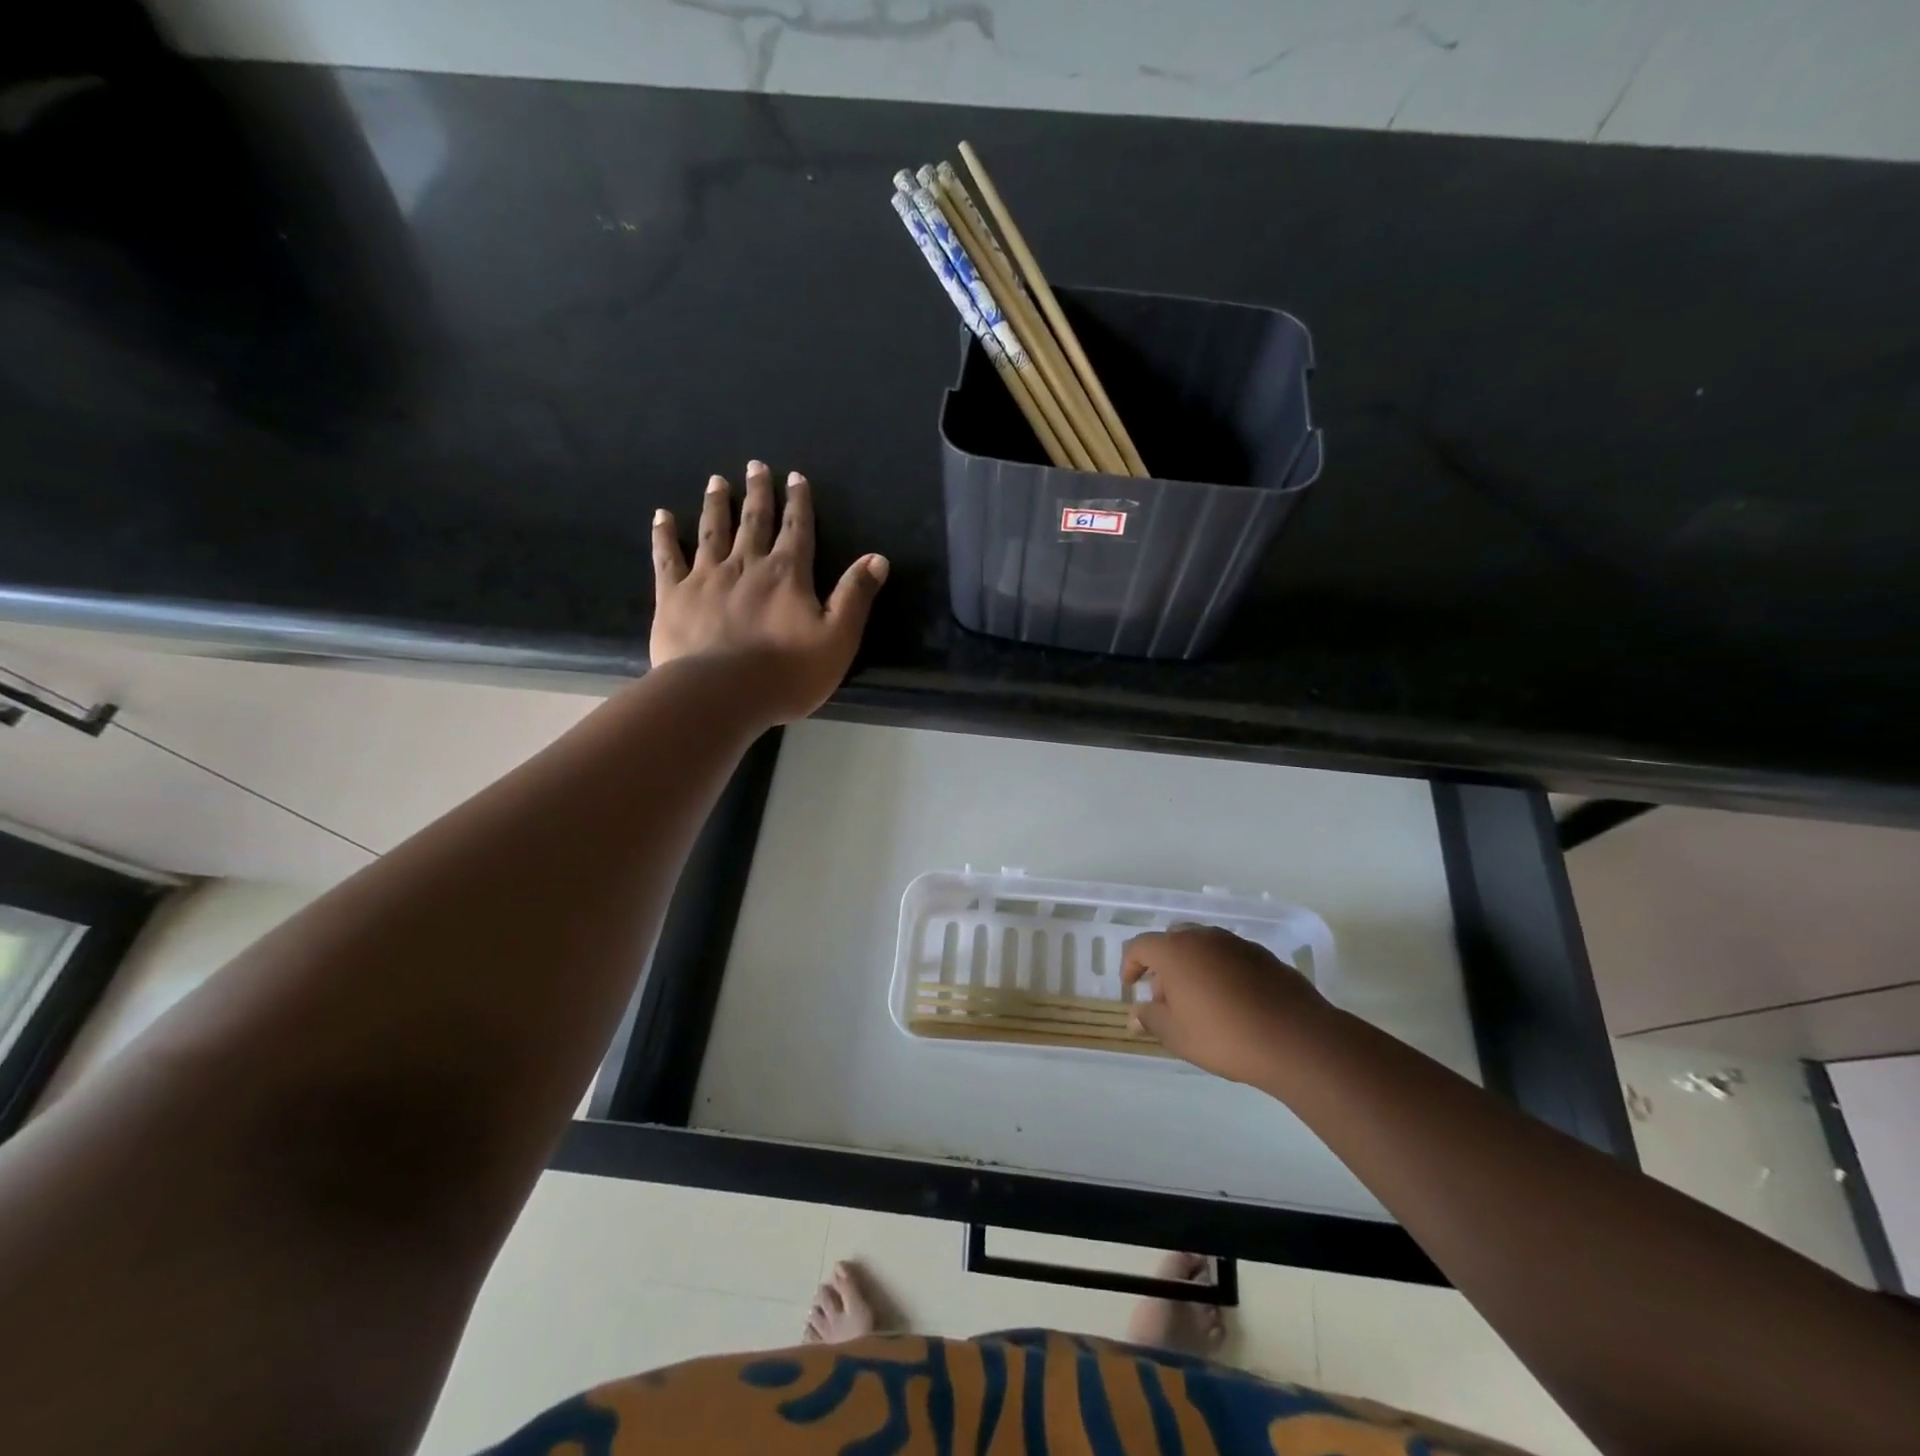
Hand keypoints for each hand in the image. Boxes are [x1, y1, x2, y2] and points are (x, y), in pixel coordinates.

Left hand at [651, 462, 887, 722]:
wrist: (722, 694)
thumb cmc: (787, 673)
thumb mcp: (838, 638)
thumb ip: (855, 596)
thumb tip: (877, 558)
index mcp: (787, 574)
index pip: (797, 529)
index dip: (798, 502)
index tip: (795, 477)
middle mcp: (746, 564)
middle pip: (754, 521)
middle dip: (758, 493)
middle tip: (755, 465)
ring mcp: (706, 577)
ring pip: (713, 531)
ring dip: (716, 504)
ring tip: (717, 481)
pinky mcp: (673, 595)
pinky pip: (667, 557)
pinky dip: (664, 535)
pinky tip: (661, 516)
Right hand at [1122, 925, 1332, 1086]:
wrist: (1297, 1040)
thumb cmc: (1225, 1037)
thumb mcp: (1178, 1036)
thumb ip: (1151, 1019)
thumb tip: (1135, 1014)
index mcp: (1176, 951)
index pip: (1140, 946)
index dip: (1130, 964)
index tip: (1131, 986)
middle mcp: (1204, 937)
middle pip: (1172, 940)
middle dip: (1163, 965)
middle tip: (1165, 998)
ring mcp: (1236, 943)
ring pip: (1203, 946)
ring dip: (1192, 966)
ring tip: (1199, 1002)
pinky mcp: (1264, 955)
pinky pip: (1229, 956)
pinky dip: (1220, 971)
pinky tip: (1231, 1002)